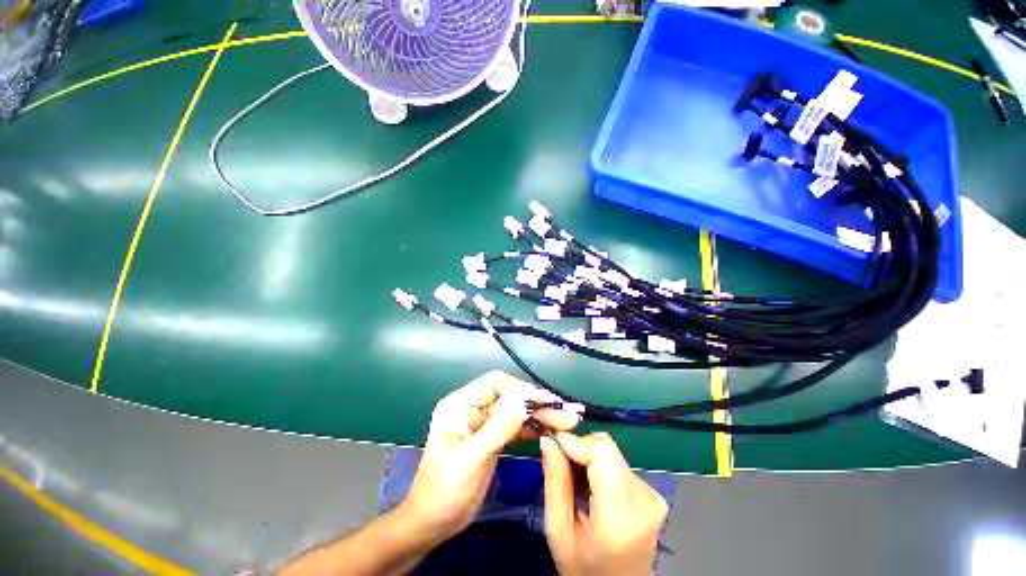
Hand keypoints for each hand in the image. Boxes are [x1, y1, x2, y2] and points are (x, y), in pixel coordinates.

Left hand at [399, 370, 579, 543]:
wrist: (433, 525)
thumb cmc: (444, 491)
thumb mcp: (471, 458)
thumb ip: (498, 427)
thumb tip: (525, 399)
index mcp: (461, 403)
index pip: (495, 383)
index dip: (520, 389)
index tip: (545, 402)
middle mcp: (473, 407)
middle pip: (509, 396)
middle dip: (536, 403)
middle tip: (566, 413)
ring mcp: (484, 423)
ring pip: (516, 411)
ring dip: (539, 416)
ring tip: (566, 421)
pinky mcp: (493, 438)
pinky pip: (516, 427)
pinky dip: (533, 428)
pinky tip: (551, 432)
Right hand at [540, 431, 668, 575]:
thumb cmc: (584, 570)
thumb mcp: (558, 531)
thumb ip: (554, 481)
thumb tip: (548, 440)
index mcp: (620, 515)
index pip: (601, 451)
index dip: (575, 441)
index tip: (553, 444)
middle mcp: (644, 499)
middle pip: (606, 448)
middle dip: (579, 449)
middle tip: (559, 465)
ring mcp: (652, 496)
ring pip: (611, 452)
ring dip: (588, 458)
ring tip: (574, 481)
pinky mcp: (653, 494)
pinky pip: (618, 463)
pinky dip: (599, 467)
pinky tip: (590, 486)